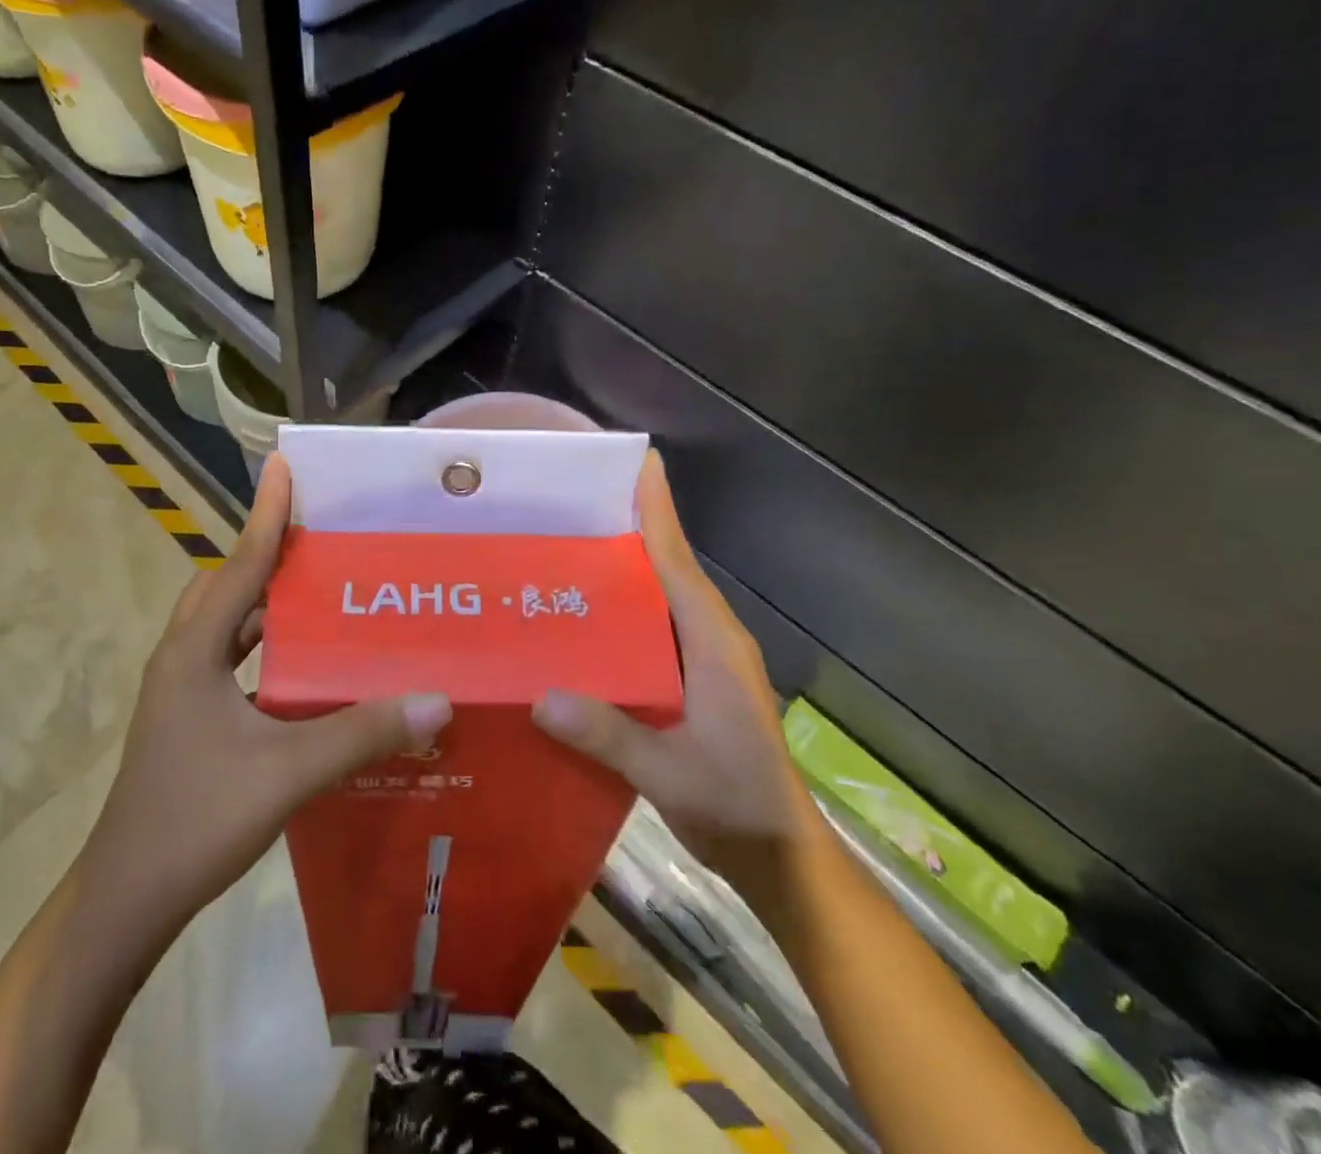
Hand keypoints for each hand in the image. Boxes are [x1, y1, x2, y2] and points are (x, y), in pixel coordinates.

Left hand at [84, 455, 452, 932]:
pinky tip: (307, 670)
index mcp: (194, 651)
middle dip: (270, 556)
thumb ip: (361, 734)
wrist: (125, 900)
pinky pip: (233, 662)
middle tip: (324, 540)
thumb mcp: (286, 773)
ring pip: (229, 626)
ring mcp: (182, 691)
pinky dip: (266, 649)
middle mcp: (183, 658)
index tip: (285, 467)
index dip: (266, 515)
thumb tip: (437, 700)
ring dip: (269, 605)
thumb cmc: (195, 821)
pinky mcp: (189, 719)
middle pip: (228, 586)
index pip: (239, 565)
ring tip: (324, 595)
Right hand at [531, 452, 808, 884]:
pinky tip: (578, 621)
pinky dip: (621, 614)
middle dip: (627, 529)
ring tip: (563, 549)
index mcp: (713, 644)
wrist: (780, 859)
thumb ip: (610, 737)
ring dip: (621, 571)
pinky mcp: (689, 684)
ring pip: (657, 600)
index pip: (678, 562)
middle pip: (665, 568)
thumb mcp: (672, 774)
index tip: (638, 462)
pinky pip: (650, 632)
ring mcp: (701, 662)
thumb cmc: (738, 807)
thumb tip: (541, 697)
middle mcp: (708, 639)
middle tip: (571, 503)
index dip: (657, 511)